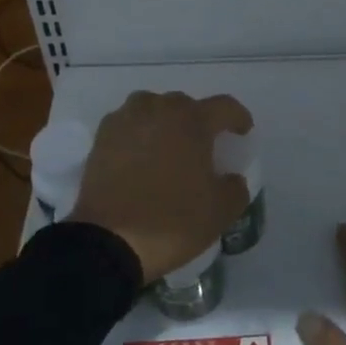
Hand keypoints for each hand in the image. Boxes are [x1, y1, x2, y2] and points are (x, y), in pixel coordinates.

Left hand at [67, 91, 252, 282]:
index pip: (224, 107)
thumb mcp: (220, 212)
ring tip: (168, 144)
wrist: (108, 240)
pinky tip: (140, 154)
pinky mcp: (102, 136)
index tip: (242, 131)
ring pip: (152, 107)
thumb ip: (235, 188)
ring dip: (164, 120)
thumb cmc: (172, 221)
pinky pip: (128, 123)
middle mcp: (159, 109)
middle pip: (185, 104)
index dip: (238, 117)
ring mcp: (127, 119)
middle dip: (198, 120)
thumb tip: (231, 178)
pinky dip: (138, 132)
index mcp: (192, 121)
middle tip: (202, 145)